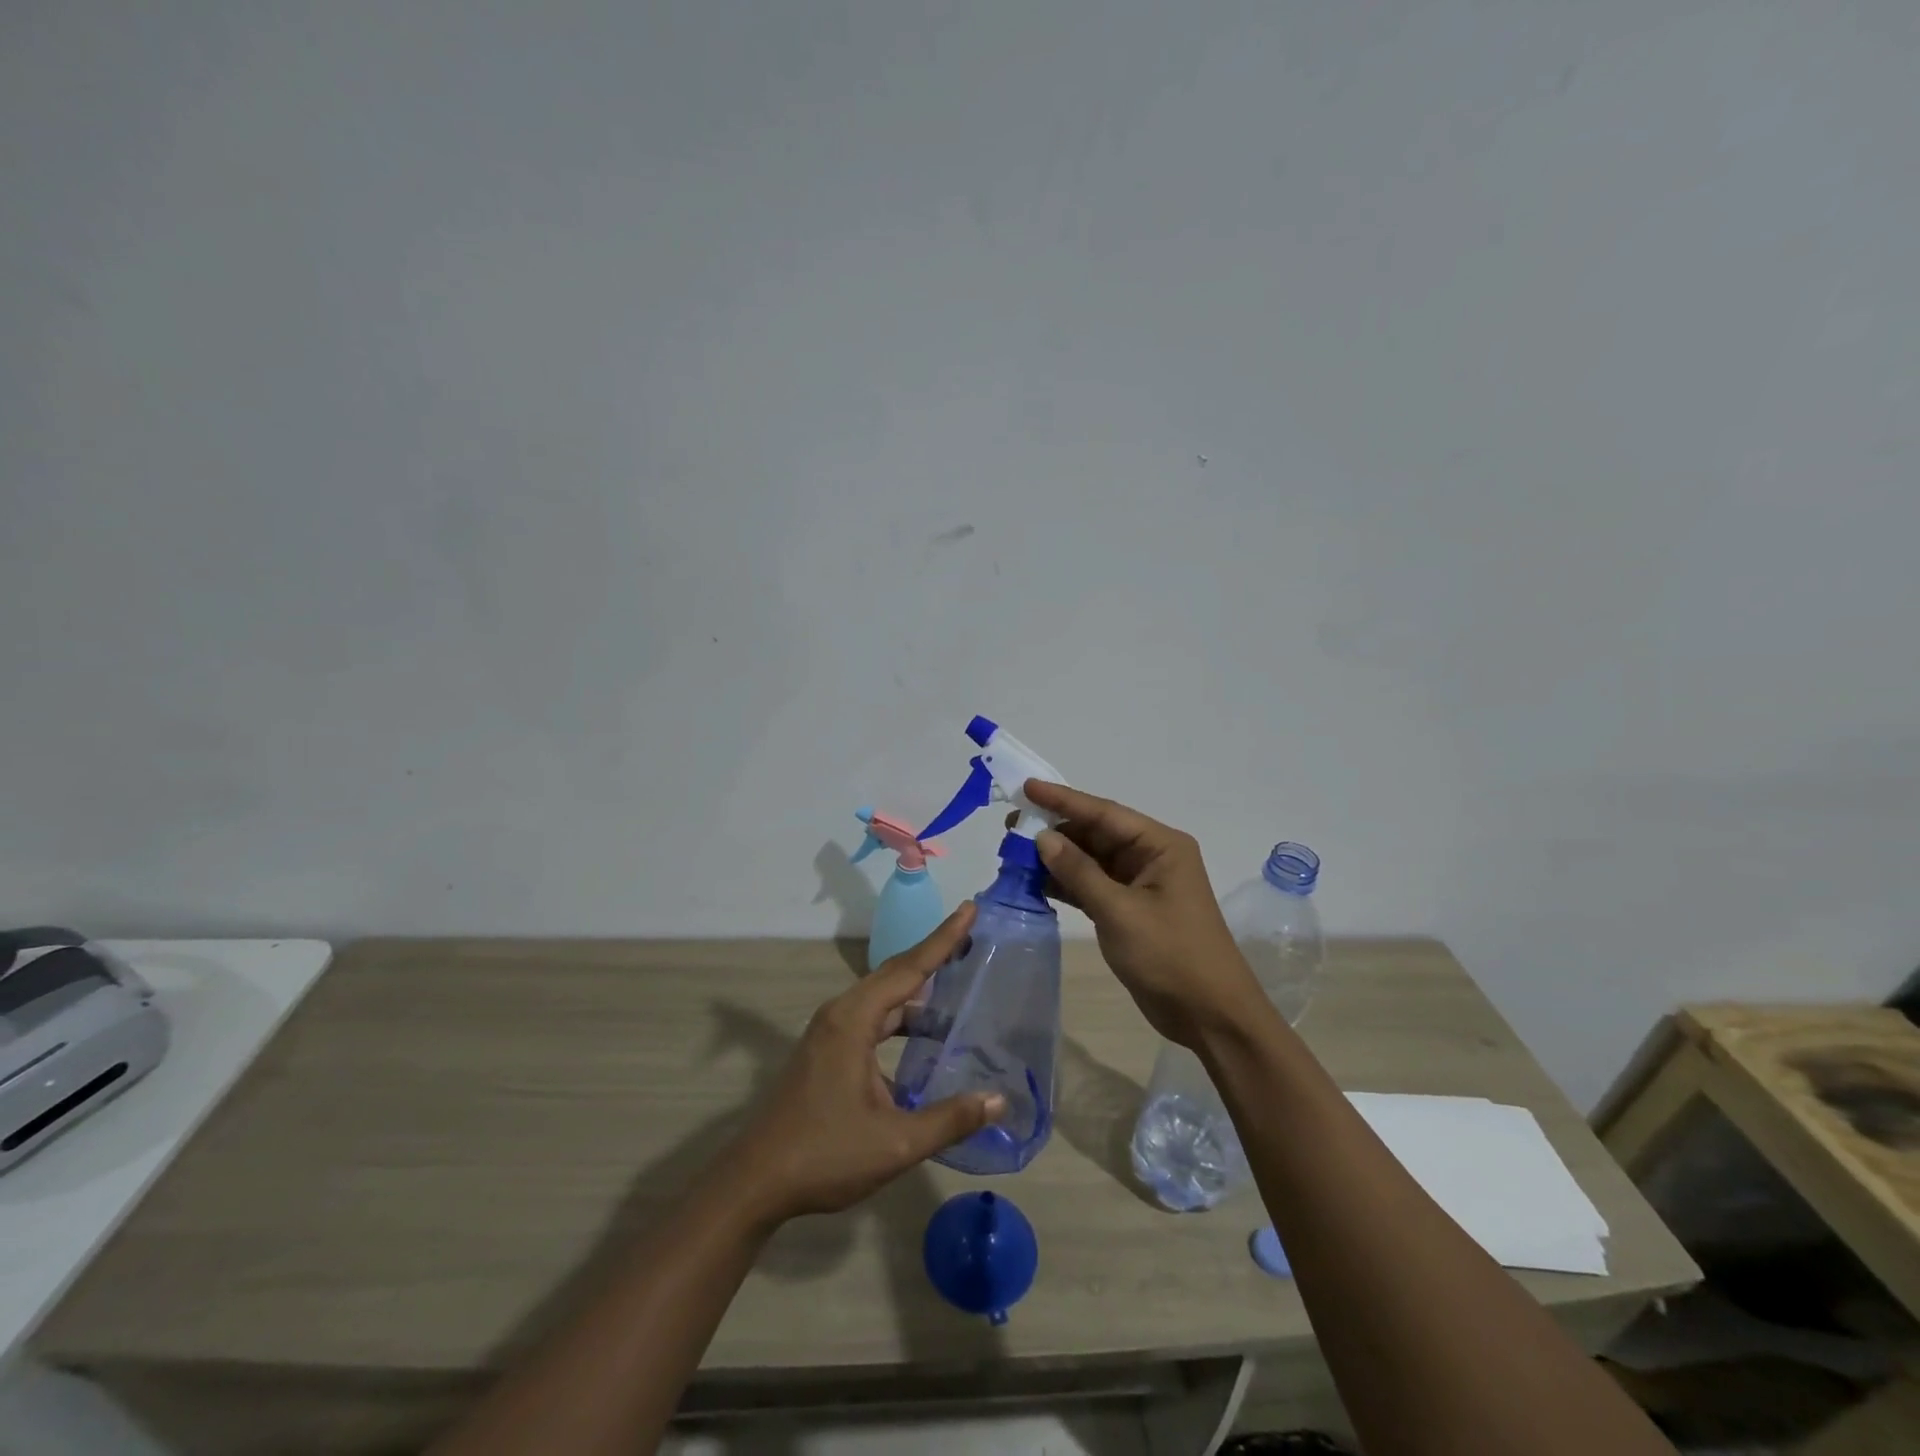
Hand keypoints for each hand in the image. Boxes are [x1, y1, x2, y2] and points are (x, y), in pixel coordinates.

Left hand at [724, 904, 1003, 1223]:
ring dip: (917, 989)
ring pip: (882, 997)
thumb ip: (950, 1119)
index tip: (970, 909)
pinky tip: (924, 1036)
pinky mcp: (827, 1050)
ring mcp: (830, 1031)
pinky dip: (901, 1016)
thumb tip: (999, 1100)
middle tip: (971, 935)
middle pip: (895, 972)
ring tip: (957, 982)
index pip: (909, 968)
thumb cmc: (825, 1155)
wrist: (756, 1182)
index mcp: (853, 1020)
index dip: (943, 939)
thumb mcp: (896, 1143)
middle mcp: (841, 1014)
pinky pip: (872, 1017)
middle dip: (934, 953)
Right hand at [1026, 780, 1264, 1048]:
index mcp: (1160, 845)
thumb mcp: (1120, 911)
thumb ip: (1079, 872)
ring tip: (1013, 853)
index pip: (1104, 813)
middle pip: (1095, 834)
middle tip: (1010, 826)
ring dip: (1056, 858)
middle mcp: (1150, 857)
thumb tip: (1042, 837)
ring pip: (1090, 860)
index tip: (1026, 788)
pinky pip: (1091, 886)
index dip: (1063, 800)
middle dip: (1054, 830)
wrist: (1210, 1016)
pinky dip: (1065, 884)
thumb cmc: (1171, 955)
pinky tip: (1034, 882)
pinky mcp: (1129, 910)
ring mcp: (1139, 884)